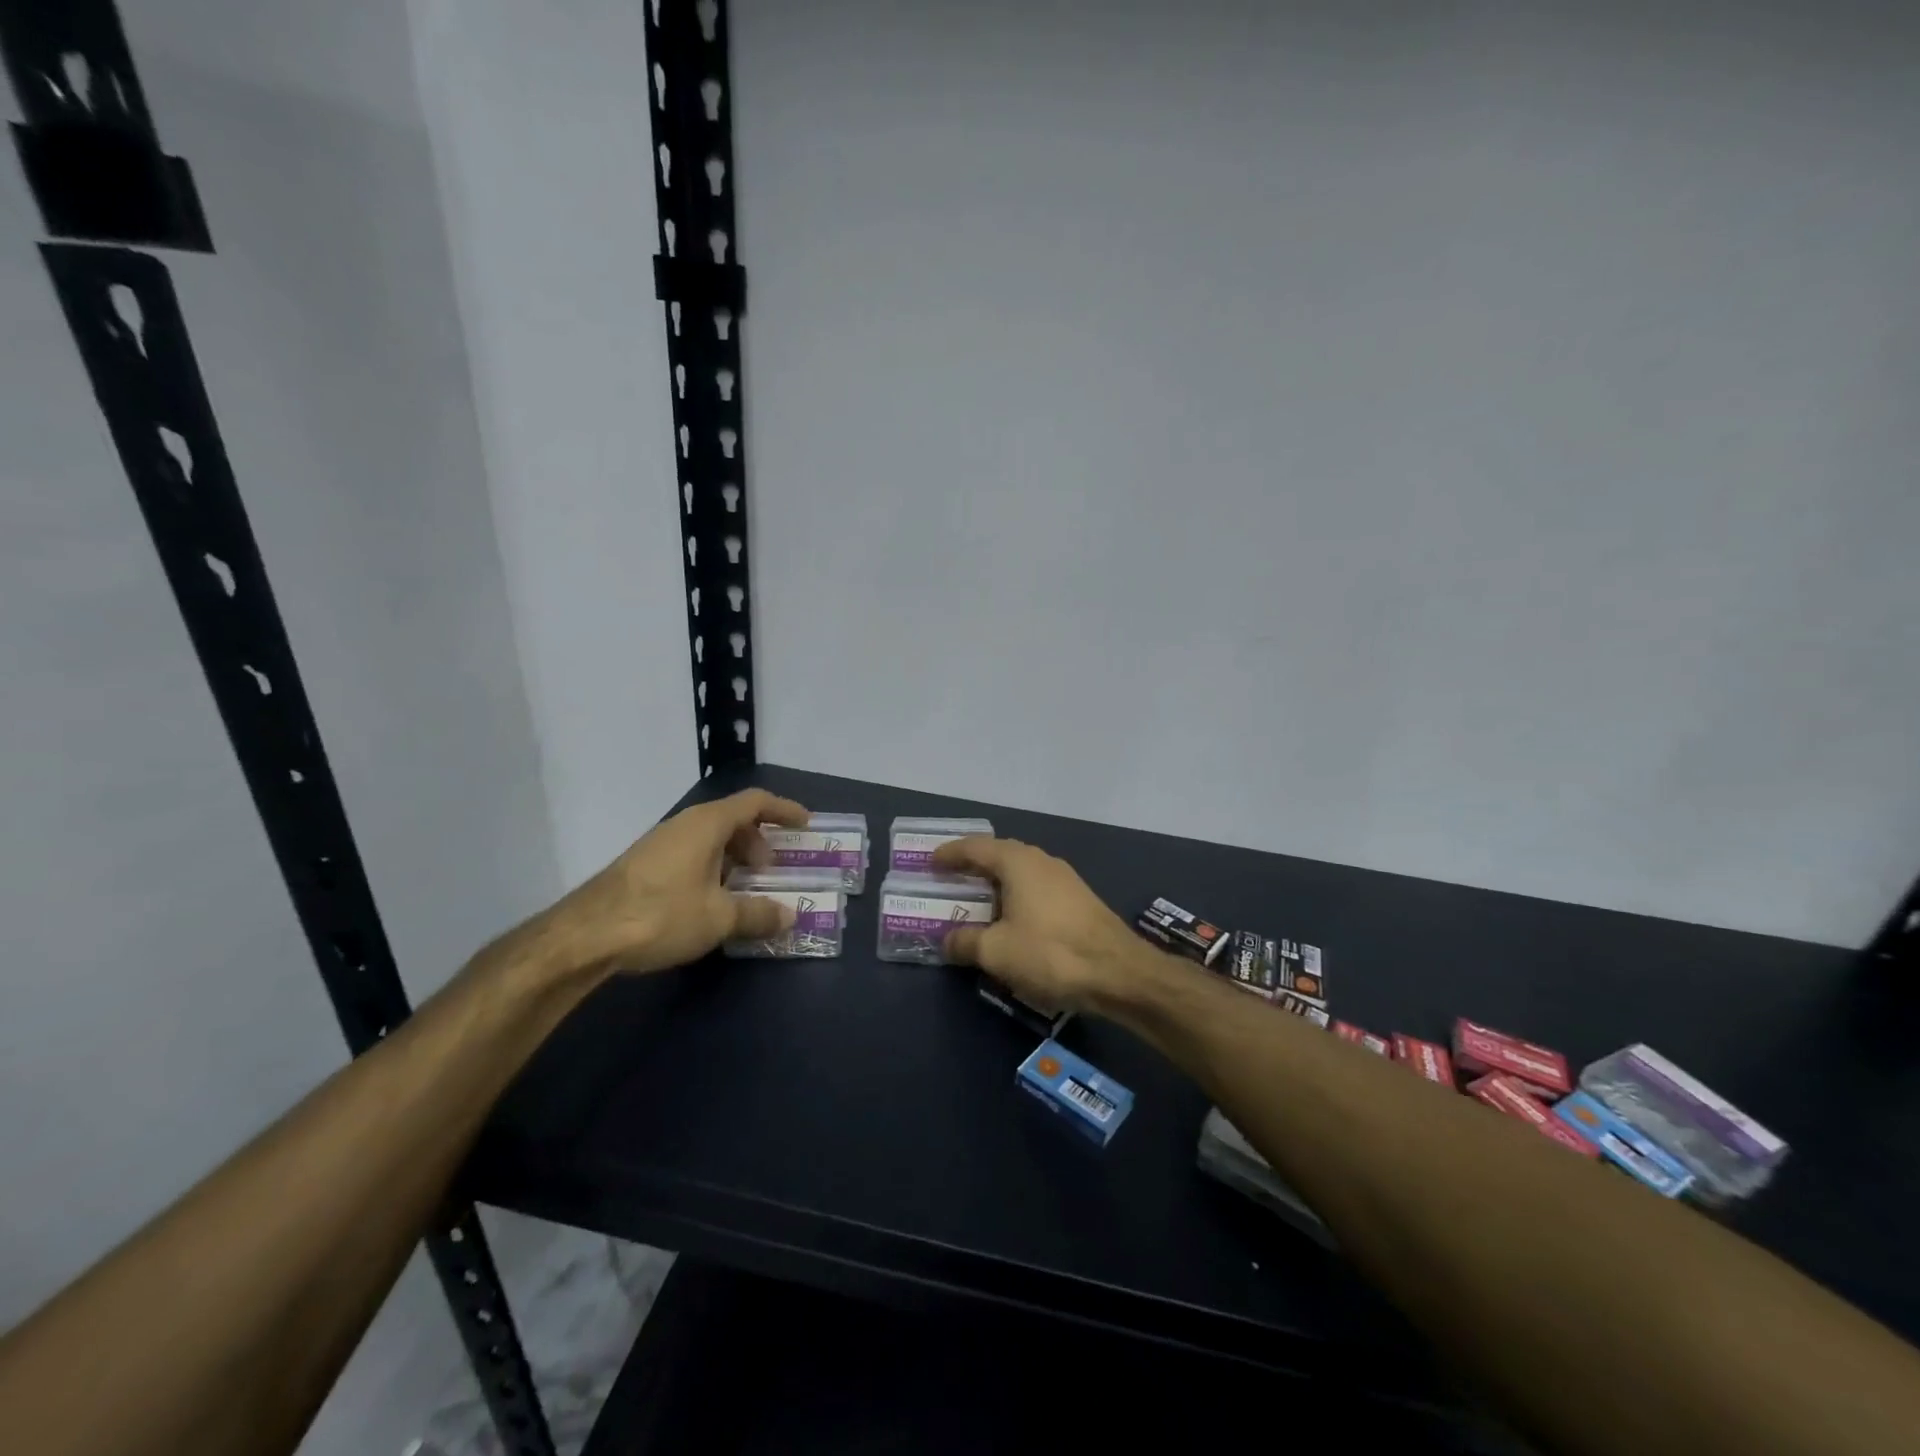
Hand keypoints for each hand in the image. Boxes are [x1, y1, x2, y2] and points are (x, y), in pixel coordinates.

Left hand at [536, 788, 810, 979]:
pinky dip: (712, 868)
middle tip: (772, 870)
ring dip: (734, 858)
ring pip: (710, 839)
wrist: (585, 936)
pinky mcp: (644, 864)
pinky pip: (691, 854)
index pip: (755, 801)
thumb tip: (789, 916)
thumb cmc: (661, 914)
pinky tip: (711, 902)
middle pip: (733, 819)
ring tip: (744, 891)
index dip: (784, 809)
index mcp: (707, 824)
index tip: (805, 824)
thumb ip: (759, 914)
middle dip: (759, 841)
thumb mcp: (719, 918)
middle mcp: (684, 824)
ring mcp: (661, 843)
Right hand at [930, 837, 1148, 1011]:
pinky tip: (1011, 919)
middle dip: (973, 866)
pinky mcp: (1079, 900)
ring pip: (1020, 872)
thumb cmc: (1050, 952)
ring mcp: (1064, 879)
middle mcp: (1041, 861)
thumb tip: (947, 940)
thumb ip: (966, 942)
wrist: (1119, 972)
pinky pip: (1036, 888)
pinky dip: (1016, 896)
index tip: (930, 862)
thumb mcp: (997, 951)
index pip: (975, 847)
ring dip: (996, 883)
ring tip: (976, 900)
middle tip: (949, 879)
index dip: (950, 853)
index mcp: (1017, 862)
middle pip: (999, 855)